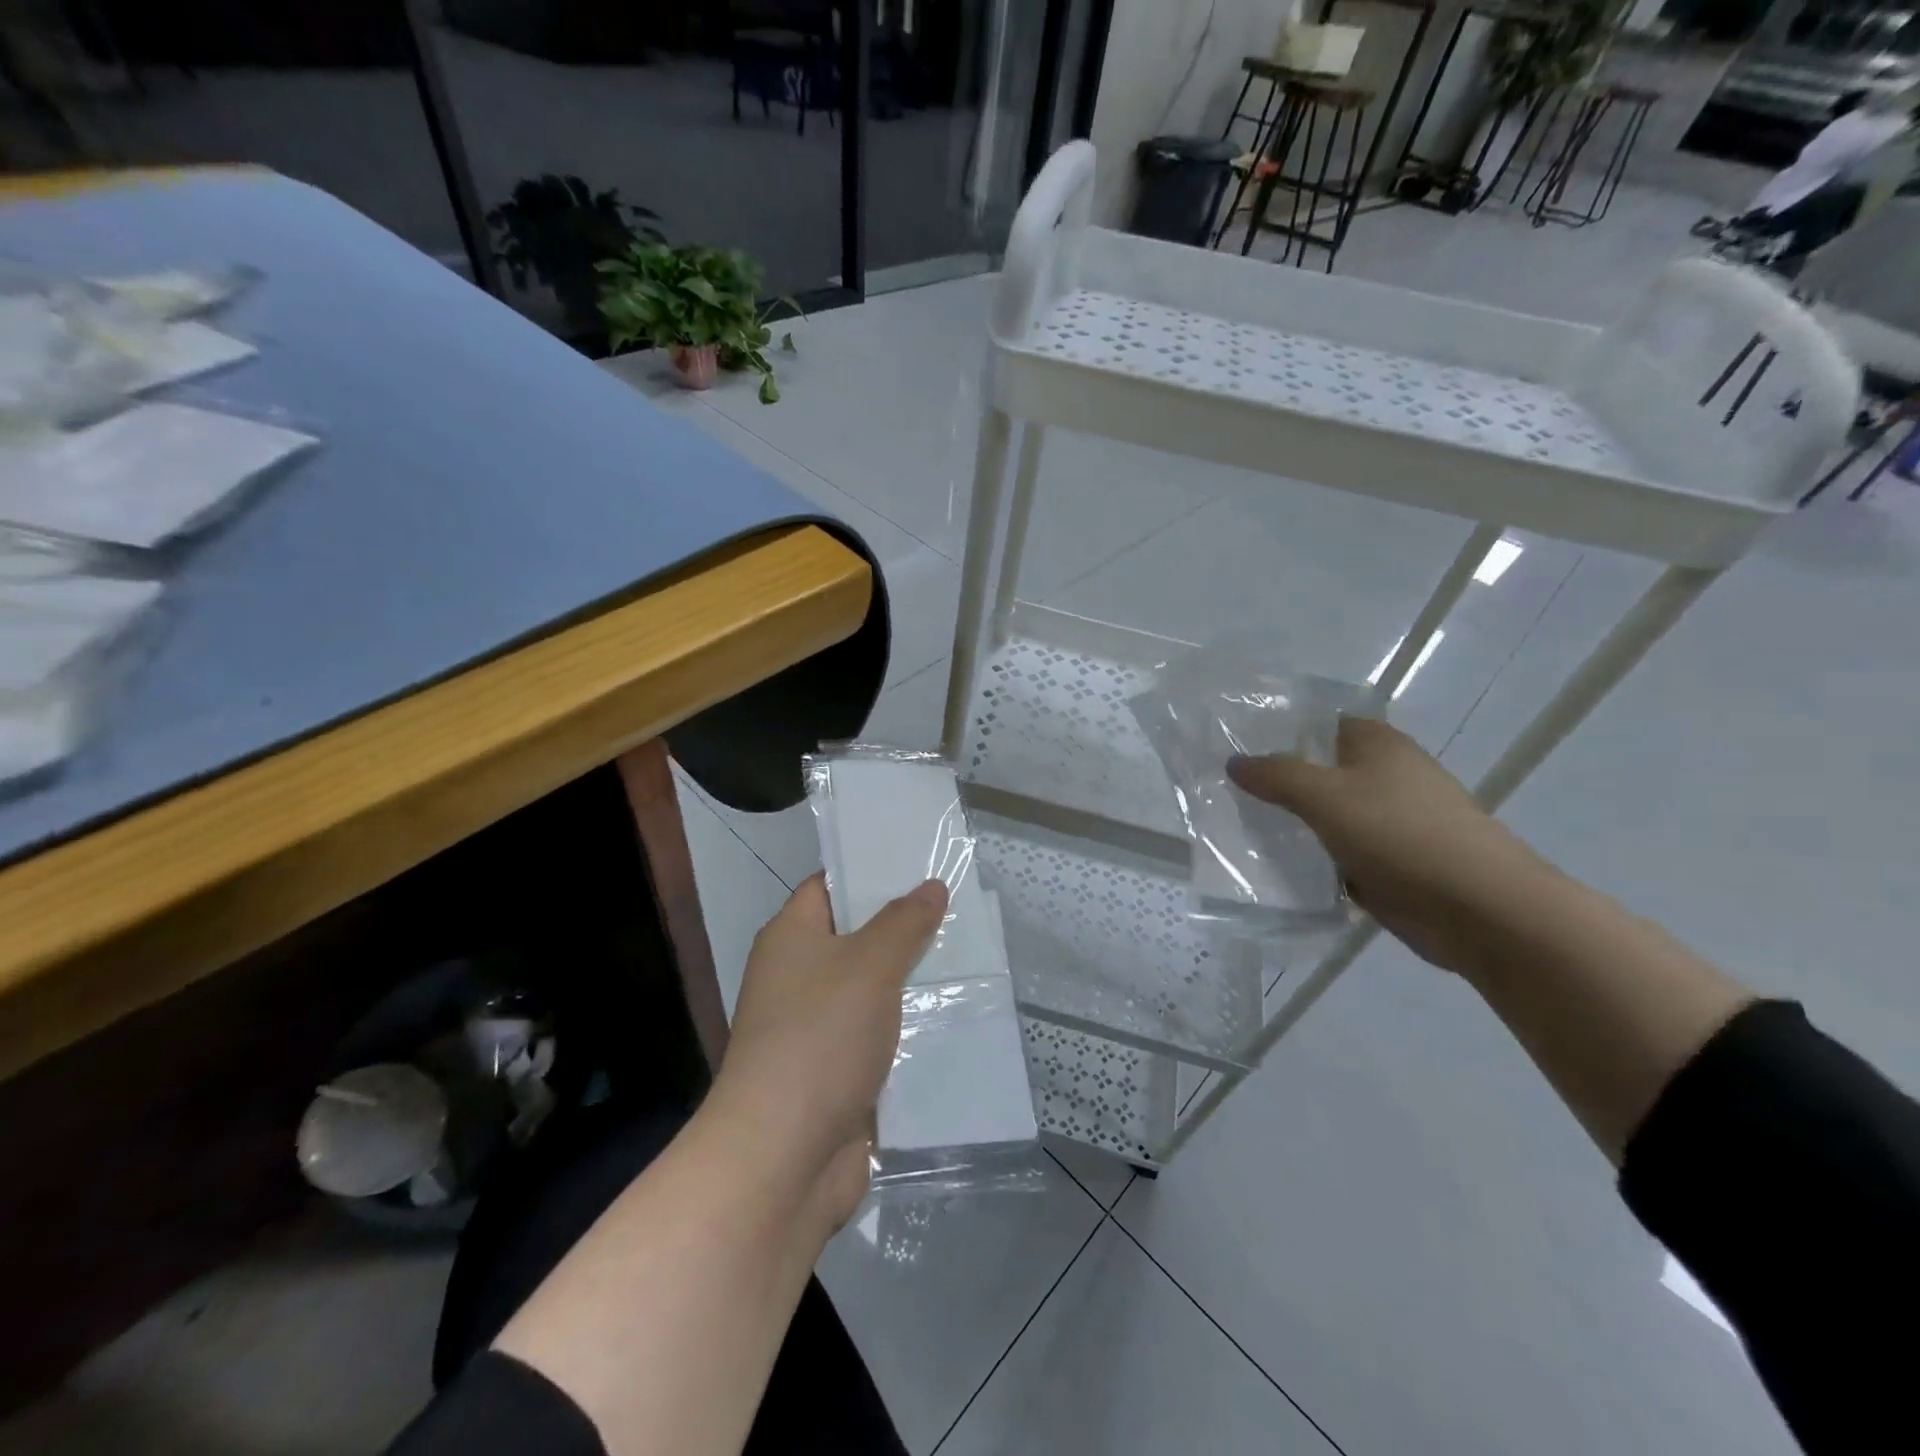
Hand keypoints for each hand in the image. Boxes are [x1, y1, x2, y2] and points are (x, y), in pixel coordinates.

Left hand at [710, 872, 947, 1228]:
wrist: (781, 1160)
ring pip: (870, 989)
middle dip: (903, 926)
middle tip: (957, 909)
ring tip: (968, 958)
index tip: (920, 864)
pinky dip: (907, 1028)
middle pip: (854, 937)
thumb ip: (904, 923)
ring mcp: (813, 1029)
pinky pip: (876, 1036)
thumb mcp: (870, 966)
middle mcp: (796, 977)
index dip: (870, 872)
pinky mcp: (833, 1074)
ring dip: (911, 980)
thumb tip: (930, 886)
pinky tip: (952, 1019)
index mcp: (790, 938)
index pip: (829, 886)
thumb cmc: (820, 1038)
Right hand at [1227, 717, 1551, 972]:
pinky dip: (1315, 859)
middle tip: (1227, 790)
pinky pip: (1340, 853)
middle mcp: (1387, 776)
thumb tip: (1234, 761)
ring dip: (1294, 824)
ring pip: (1328, 815)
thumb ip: (1277, 775)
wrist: (1479, 909)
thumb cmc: (1401, 834)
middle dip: (1279, 780)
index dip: (1280, 730)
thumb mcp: (1326, 796)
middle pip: (1321, 770)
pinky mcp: (1392, 863)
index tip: (1235, 744)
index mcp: (1378, 745)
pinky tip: (1277, 868)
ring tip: (1239, 828)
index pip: (1321, 723)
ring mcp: (1391, 822)